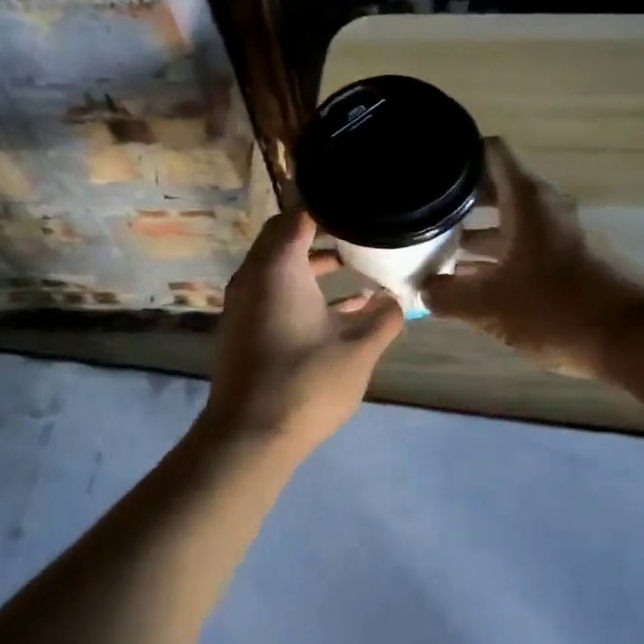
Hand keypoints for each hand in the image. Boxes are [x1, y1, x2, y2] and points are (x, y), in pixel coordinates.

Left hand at [200, 211, 404, 453]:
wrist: (249, 436)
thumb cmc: (305, 382)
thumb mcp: (358, 350)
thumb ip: (384, 319)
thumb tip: (398, 300)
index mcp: (277, 267)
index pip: (298, 215)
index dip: (329, 207)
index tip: (360, 207)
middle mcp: (254, 276)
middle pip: (286, 238)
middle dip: (323, 234)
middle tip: (361, 232)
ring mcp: (245, 304)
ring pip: (281, 269)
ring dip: (315, 266)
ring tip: (359, 267)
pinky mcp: (246, 329)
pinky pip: (275, 294)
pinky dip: (304, 292)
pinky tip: (343, 310)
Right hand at [423, 139, 643, 375]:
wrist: (631, 341)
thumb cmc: (556, 308)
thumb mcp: (489, 305)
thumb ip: (447, 296)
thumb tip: (422, 290)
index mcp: (525, 200)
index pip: (490, 152)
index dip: (458, 153)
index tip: (427, 167)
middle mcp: (543, 208)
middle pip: (493, 187)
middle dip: (456, 199)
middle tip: (420, 212)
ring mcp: (557, 235)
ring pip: (507, 221)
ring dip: (473, 232)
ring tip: (434, 249)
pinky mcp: (566, 262)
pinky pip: (521, 247)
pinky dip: (494, 256)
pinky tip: (468, 280)